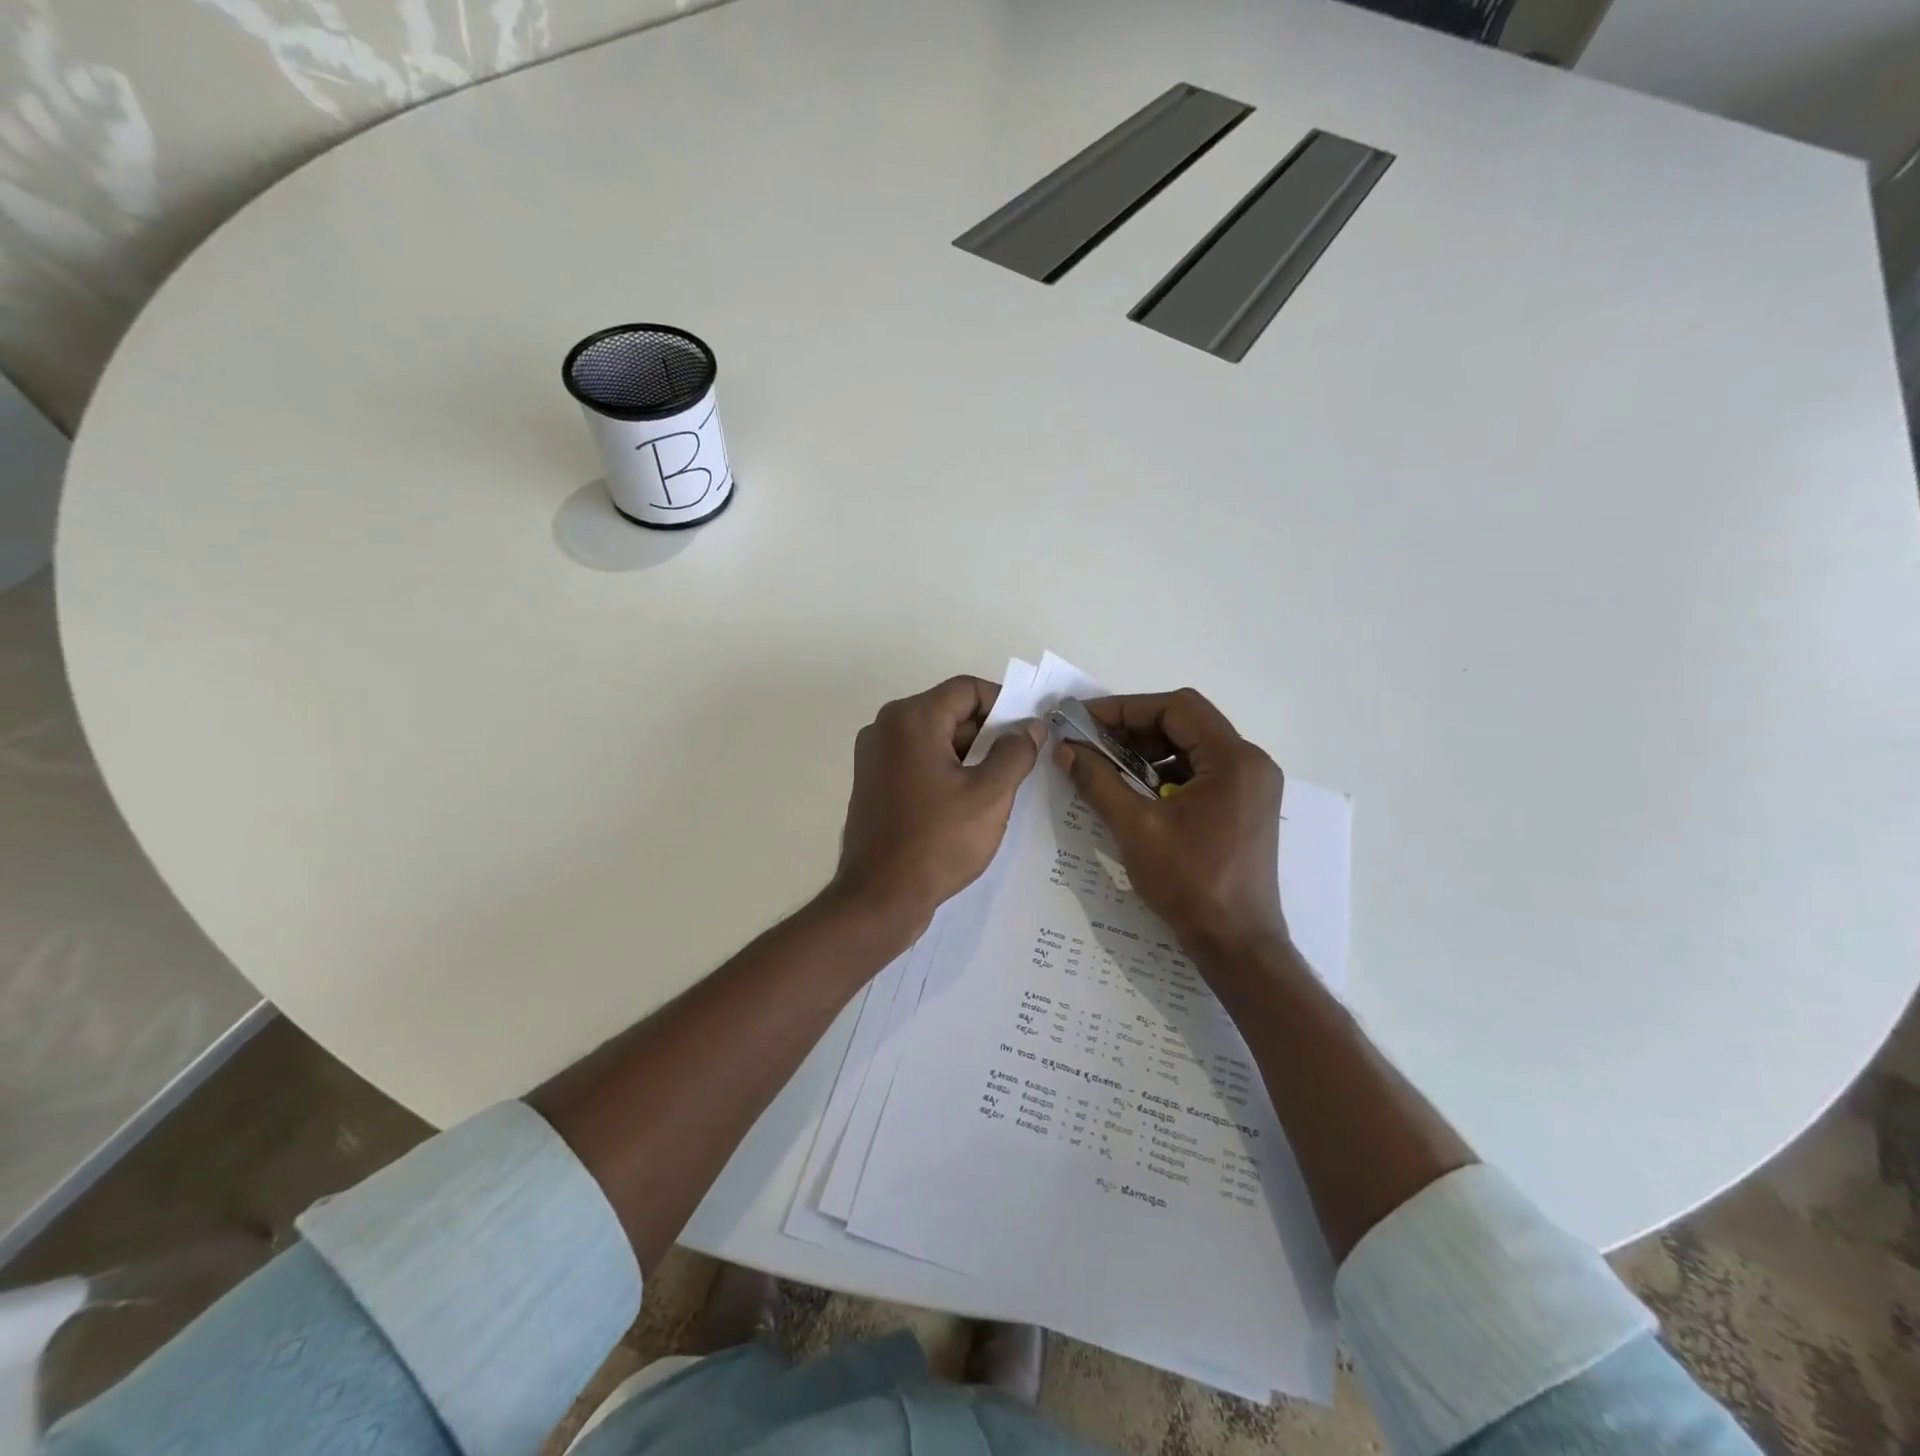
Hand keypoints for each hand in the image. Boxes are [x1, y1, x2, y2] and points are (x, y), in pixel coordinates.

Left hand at [834, 676, 1043, 929]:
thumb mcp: (990, 795)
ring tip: (1000, 786)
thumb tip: (1030, 727)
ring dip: (969, 755)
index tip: (1030, 731)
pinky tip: (969, 802)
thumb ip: (1015, 752)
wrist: (879, 897)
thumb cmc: (938, 840)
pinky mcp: (873, 784)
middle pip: (949, 712)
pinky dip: (946, 771)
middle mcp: (885, 728)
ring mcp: (874, 757)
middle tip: (1021, 761)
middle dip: (988, 732)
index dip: (1005, 704)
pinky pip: (917, 762)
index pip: (967, 690)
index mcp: (911, 719)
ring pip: (934, 739)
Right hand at [1057, 689, 1288, 957]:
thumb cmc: (1189, 882)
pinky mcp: (1244, 806)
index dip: (1125, 708)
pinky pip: (1200, 772)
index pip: (1176, 707)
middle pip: (1186, 722)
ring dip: (1148, 752)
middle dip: (1134, 729)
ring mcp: (1251, 785)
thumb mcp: (1135, 827)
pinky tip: (1136, 793)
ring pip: (1192, 747)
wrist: (1236, 944)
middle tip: (1092, 744)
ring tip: (1109, 769)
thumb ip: (1098, 781)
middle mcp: (1250, 763)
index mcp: (1233, 759)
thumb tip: (1066, 749)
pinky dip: (1165, 774)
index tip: (1085, 721)